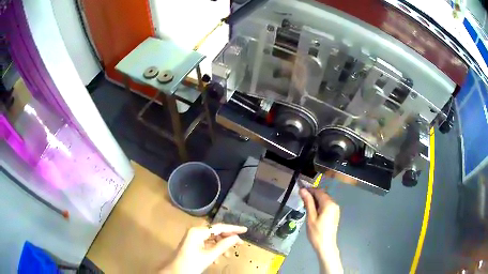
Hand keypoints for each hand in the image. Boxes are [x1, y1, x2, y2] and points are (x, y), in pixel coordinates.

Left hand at [159, 223, 247, 273]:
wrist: (175, 272)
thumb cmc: (191, 264)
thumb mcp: (209, 256)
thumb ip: (223, 245)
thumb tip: (237, 238)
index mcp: (197, 231)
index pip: (219, 227)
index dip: (233, 228)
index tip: (245, 230)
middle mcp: (195, 231)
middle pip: (216, 232)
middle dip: (227, 238)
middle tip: (240, 244)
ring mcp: (193, 237)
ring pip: (212, 238)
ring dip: (221, 246)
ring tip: (227, 255)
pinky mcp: (193, 243)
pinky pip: (207, 243)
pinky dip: (214, 249)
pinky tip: (217, 258)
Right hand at [299, 188, 342, 273]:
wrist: (326, 246)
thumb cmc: (316, 233)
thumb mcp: (310, 217)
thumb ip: (308, 202)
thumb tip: (303, 190)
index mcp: (329, 204)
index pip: (319, 191)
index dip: (309, 190)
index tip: (300, 191)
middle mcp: (334, 204)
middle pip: (322, 194)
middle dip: (312, 195)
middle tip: (301, 200)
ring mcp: (335, 209)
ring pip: (324, 200)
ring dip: (315, 200)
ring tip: (306, 206)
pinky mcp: (335, 214)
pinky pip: (327, 205)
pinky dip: (319, 205)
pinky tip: (313, 211)